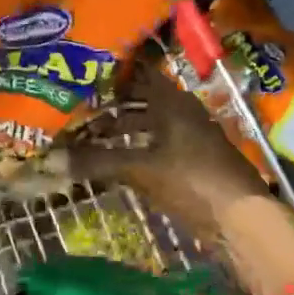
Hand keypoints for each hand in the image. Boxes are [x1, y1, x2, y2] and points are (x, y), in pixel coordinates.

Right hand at [71, 63, 270, 240]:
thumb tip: (50, 160)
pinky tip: (115, 161)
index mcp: (173, 102)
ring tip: (89, 137)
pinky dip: (135, 149)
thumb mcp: (141, 169)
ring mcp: (190, 138)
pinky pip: (157, 146)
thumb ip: (97, 161)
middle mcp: (182, 112)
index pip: (139, 74)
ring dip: (122, 129)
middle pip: (142, 101)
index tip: (83, 74)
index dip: (113, 74)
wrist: (243, 221)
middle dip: (111, 105)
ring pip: (150, 125)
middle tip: (78, 108)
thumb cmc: (192, 180)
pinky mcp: (192, 163)